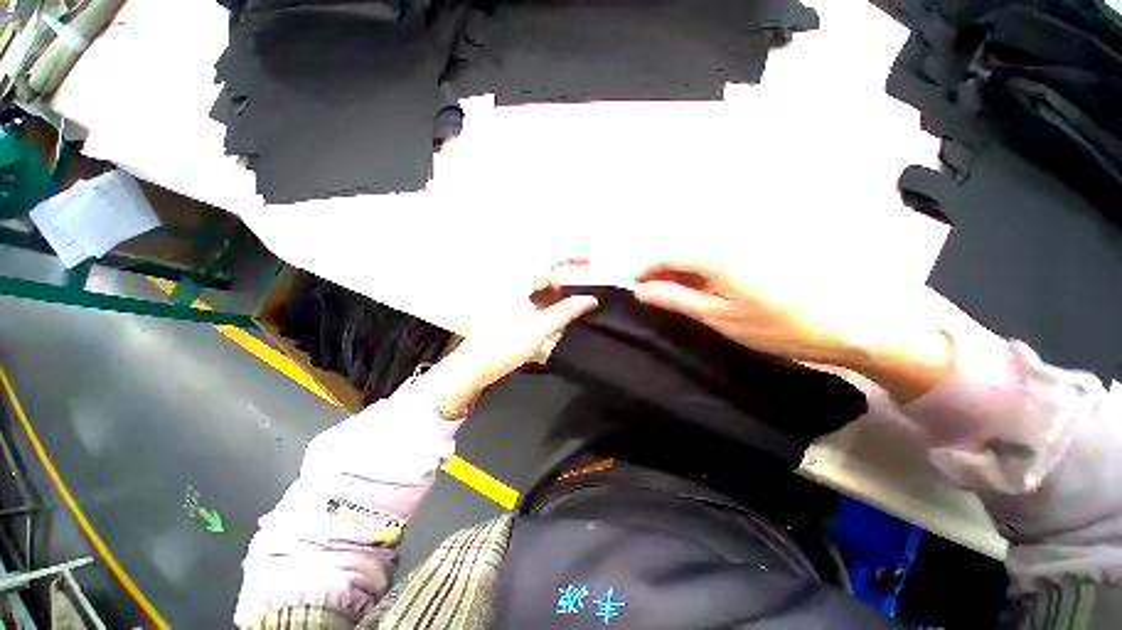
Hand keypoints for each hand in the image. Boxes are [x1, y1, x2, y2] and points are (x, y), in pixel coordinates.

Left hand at [418, 263, 598, 416]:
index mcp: (517, 282)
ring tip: (568, 315)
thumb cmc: (504, 345)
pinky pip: (534, 300)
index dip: (570, 258)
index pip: (548, 260)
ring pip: (541, 289)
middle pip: (546, 275)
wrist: (476, 365)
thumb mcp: (540, 328)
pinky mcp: (510, 307)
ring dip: (557, 300)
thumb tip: (590, 299)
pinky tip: (554, 321)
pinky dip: (547, 307)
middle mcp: (513, 283)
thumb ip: (567, 311)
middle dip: (565, 287)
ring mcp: (510, 295)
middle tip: (582, 300)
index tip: (588, 261)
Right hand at [628, 256, 952, 401]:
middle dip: (654, 273)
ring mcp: (738, 250)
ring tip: (664, 298)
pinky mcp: (748, 258)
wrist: (841, 325)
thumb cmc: (774, 326)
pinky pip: (708, 262)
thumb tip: (640, 290)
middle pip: (676, 252)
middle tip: (644, 297)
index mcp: (713, 256)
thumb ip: (675, 299)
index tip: (627, 288)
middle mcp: (723, 244)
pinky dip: (692, 276)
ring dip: (672, 275)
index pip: (663, 254)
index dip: (641, 270)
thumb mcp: (716, 316)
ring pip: (690, 257)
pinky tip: (691, 293)